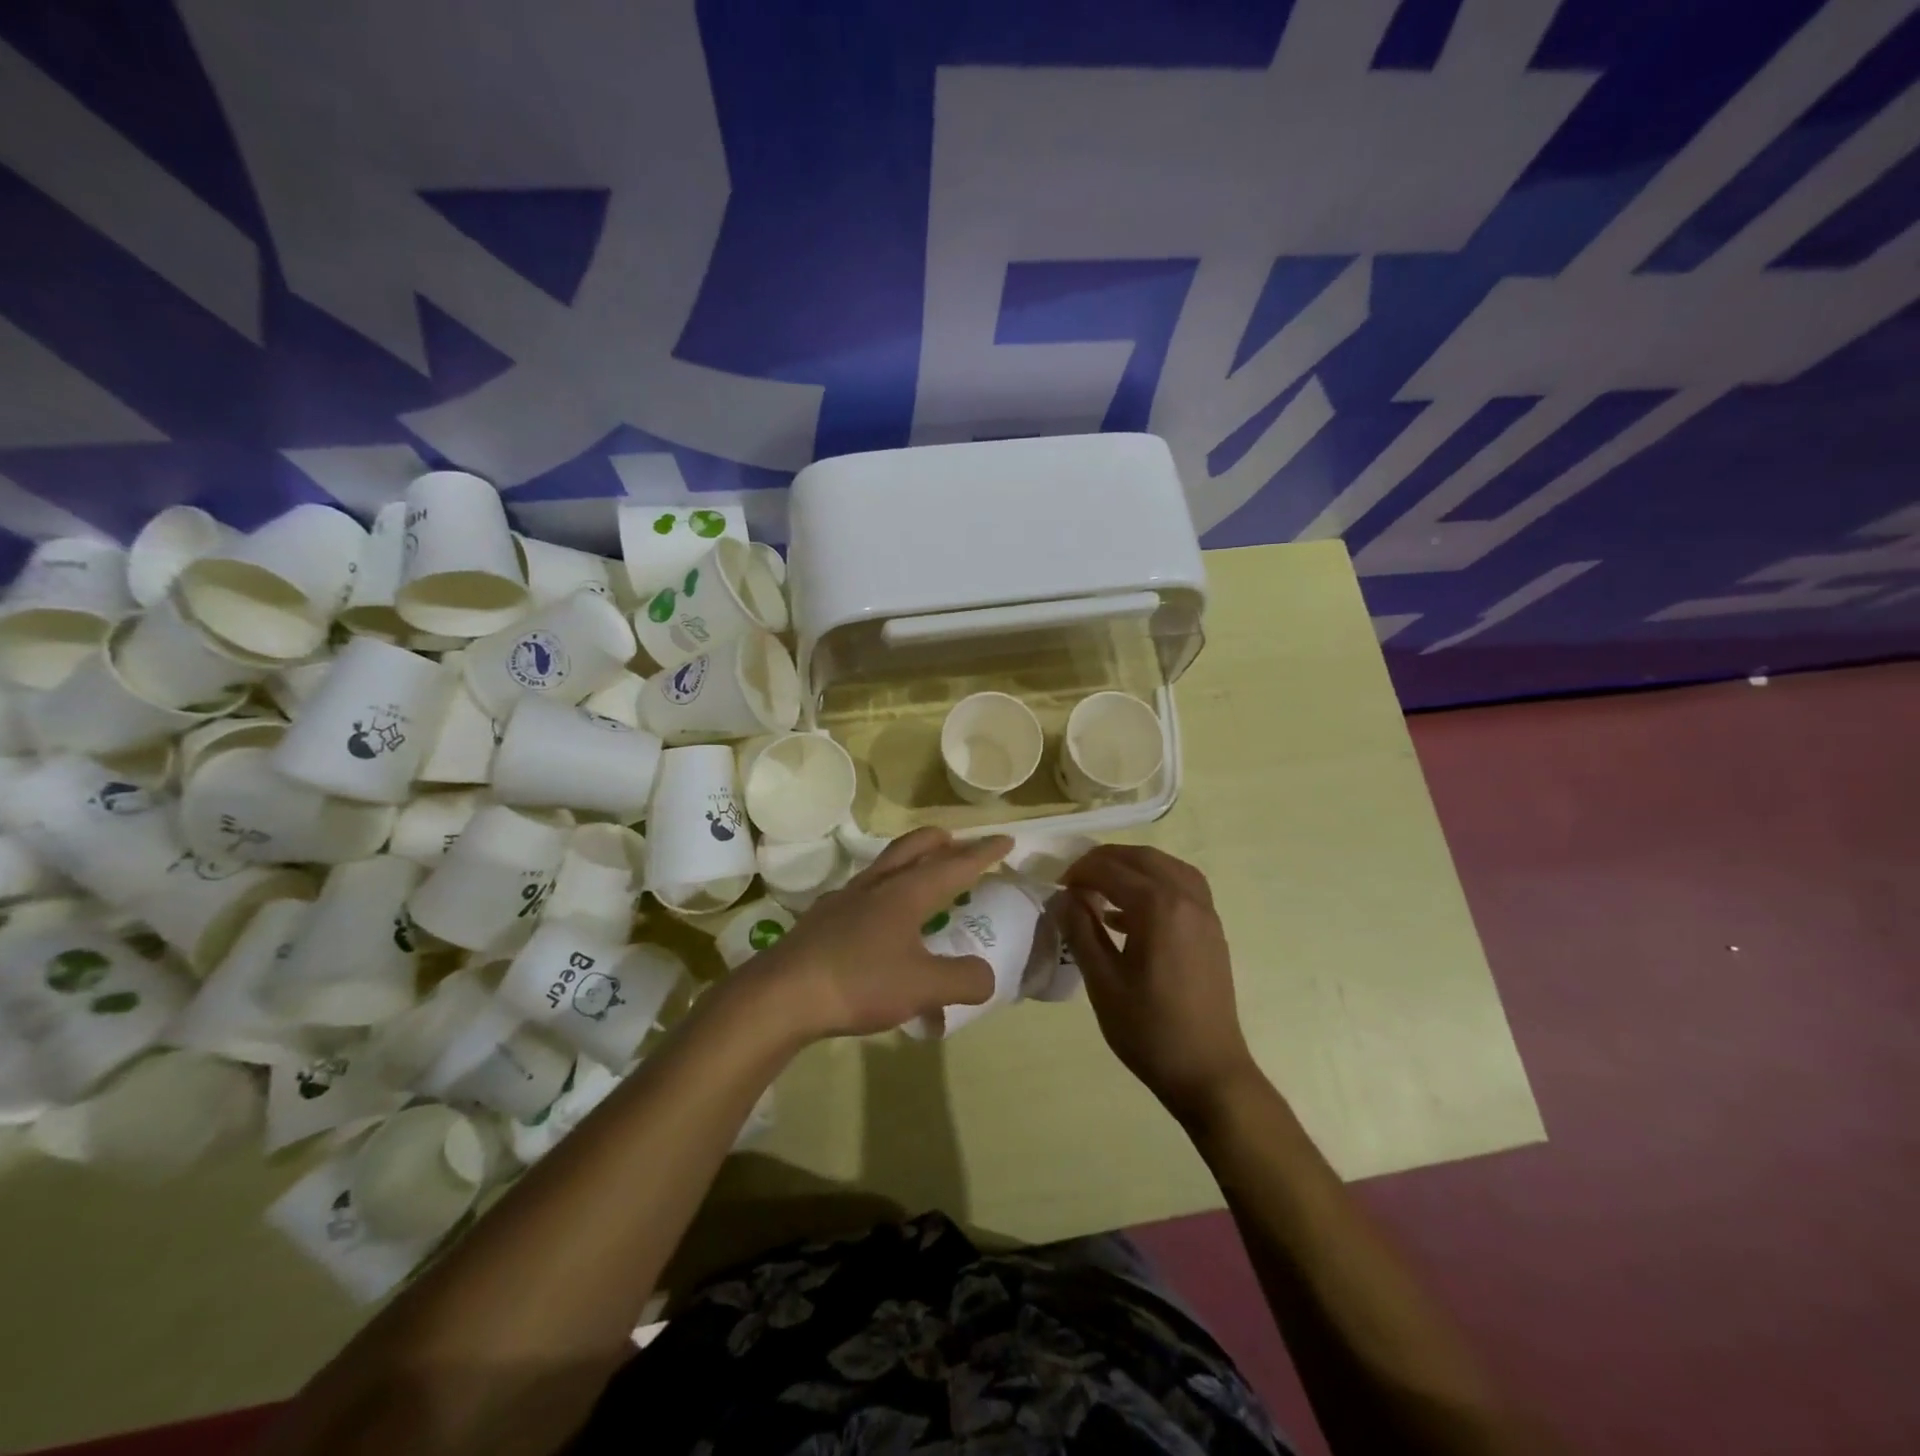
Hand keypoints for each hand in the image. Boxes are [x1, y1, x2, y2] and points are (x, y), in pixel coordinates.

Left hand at [748, 828, 1011, 1039]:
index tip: (1005, 840)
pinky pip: (862, 894)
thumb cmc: (859, 982)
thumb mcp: (924, 987)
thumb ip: (964, 980)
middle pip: (912, 848)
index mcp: (906, 893)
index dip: (983, 853)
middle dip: (940, 842)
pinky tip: (878, 922)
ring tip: (921, 878)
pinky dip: (882, 895)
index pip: (954, 865)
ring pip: (884, 867)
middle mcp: (876, 886)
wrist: (782, 995)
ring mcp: (844, 900)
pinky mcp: (822, 920)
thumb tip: (986, 977)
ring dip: (909, 863)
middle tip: (957, 843)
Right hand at [1055, 845, 1260, 1122]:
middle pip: (1142, 858)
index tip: (1057, 887)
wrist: (1208, 1073)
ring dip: (1133, 868)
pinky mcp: (1212, 931)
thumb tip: (1064, 898)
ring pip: (1167, 867)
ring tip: (1102, 887)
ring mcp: (1206, 914)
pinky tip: (1130, 914)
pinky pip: (1183, 888)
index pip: (1111, 869)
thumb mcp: (1102, 981)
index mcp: (1159, 907)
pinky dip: (1155, 885)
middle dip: (1105, 860)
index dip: (1079, 872)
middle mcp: (1187, 899)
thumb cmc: (1149, 1029)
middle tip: (1075, 880)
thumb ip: (1081, 930)